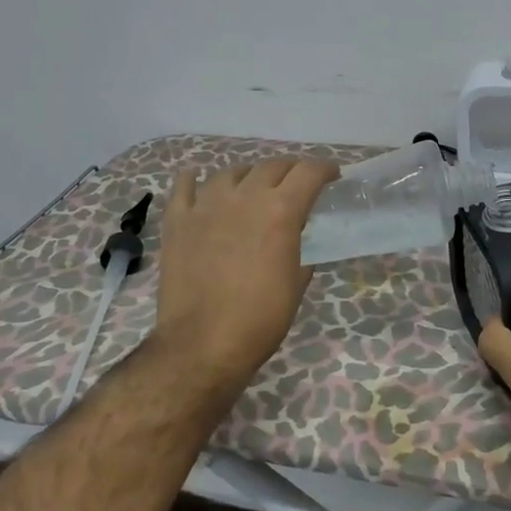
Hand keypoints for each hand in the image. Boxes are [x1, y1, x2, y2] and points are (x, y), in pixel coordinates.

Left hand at [153, 158, 338, 391]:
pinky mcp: (177, 220)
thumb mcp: (296, 284)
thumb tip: (296, 236)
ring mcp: (206, 205)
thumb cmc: (260, 320)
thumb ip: (299, 249)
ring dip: (248, 175)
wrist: (202, 345)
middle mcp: (245, 197)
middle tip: (297, 185)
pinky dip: (194, 179)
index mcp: (280, 211)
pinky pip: (184, 186)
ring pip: (231, 171)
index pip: (309, 173)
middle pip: (272, 166)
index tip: (332, 176)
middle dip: (290, 171)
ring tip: (252, 187)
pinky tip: (198, 181)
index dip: (325, 170)